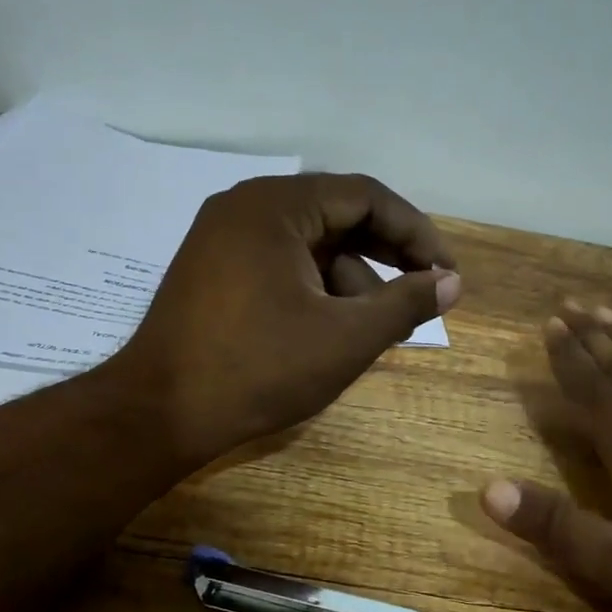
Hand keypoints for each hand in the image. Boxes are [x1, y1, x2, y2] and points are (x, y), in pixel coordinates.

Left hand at [117, 173, 459, 464]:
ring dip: (352, 279)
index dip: (416, 233)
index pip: (366, 197)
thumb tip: (452, 283)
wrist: (158, 414)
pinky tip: (333, 329)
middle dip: (386, 257)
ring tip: (379, 327)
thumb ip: (406, 304)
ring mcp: (223, 237)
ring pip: (310, 245)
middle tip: (424, 295)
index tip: (446, 273)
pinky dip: (315, 289)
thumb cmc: (258, 369)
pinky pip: (281, 263)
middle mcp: (246, 207)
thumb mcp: (346, 338)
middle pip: (337, 216)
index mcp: (276, 206)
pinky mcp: (213, 269)